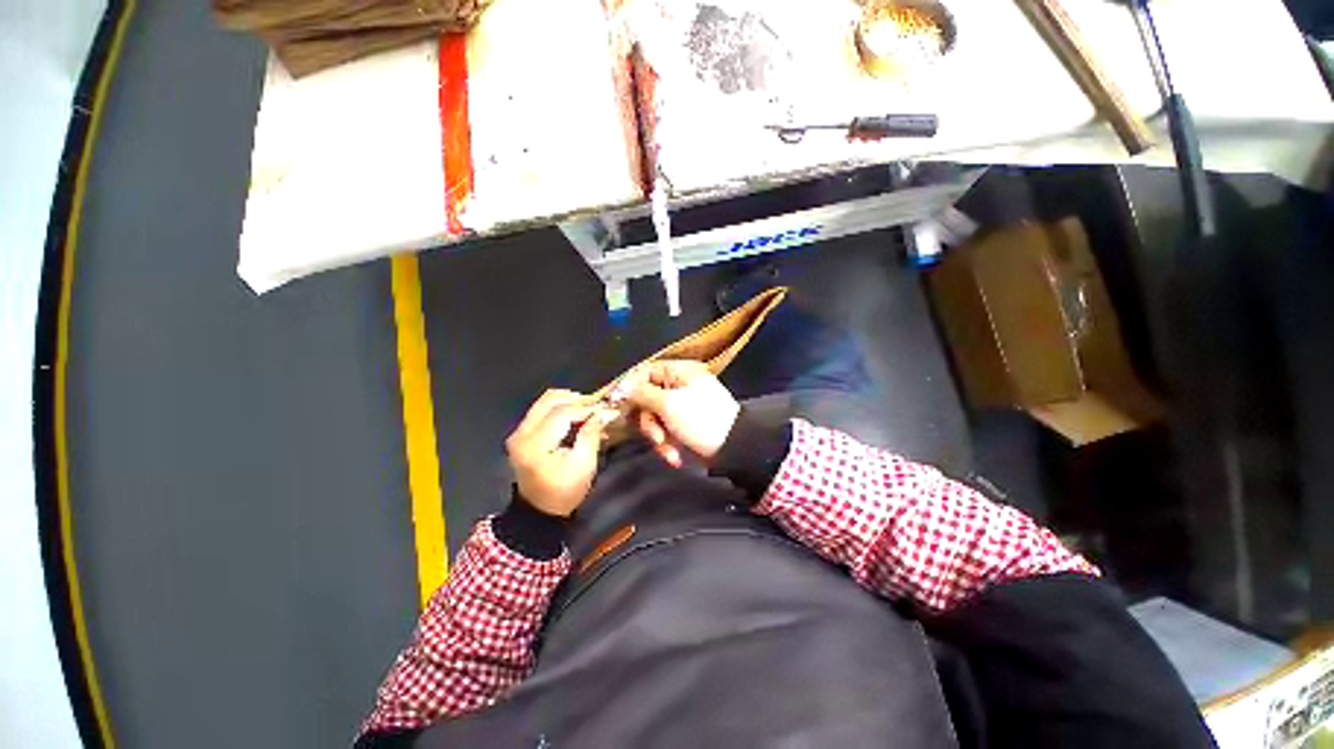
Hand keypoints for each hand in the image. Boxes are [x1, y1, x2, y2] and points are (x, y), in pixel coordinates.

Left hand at [506, 390, 613, 516]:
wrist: (539, 511)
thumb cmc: (564, 492)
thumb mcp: (584, 465)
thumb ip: (592, 434)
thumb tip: (605, 411)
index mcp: (535, 445)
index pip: (562, 413)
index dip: (587, 408)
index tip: (607, 408)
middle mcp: (521, 433)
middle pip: (551, 400)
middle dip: (578, 400)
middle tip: (598, 406)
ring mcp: (519, 431)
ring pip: (546, 400)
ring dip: (570, 401)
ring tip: (589, 410)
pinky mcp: (522, 432)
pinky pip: (543, 409)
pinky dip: (562, 407)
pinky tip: (577, 416)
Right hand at [625, 360, 739, 466]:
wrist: (733, 449)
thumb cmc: (701, 420)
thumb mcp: (669, 405)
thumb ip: (642, 394)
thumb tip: (621, 386)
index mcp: (678, 372)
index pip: (645, 372)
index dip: (630, 387)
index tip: (618, 404)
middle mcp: (678, 386)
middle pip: (645, 398)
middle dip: (648, 421)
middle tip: (656, 436)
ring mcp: (679, 407)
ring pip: (652, 418)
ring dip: (657, 436)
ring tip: (668, 449)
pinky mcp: (681, 426)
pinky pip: (664, 431)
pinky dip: (667, 445)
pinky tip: (675, 457)